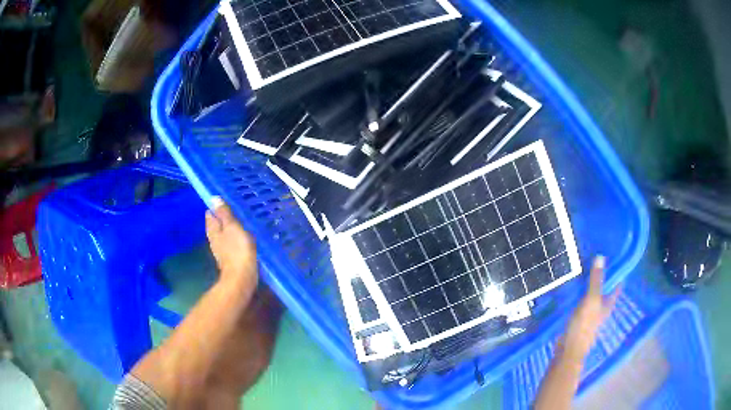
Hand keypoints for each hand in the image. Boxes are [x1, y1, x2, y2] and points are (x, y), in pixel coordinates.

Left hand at [206, 197, 257, 290]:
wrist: (241, 277)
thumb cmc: (237, 250)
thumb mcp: (232, 227)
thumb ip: (224, 214)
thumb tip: (213, 198)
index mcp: (213, 230)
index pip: (210, 214)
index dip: (216, 207)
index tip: (225, 200)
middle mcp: (214, 239)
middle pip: (216, 225)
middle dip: (222, 218)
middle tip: (234, 210)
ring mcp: (221, 250)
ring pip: (223, 234)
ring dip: (229, 229)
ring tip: (240, 222)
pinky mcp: (230, 258)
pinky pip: (230, 244)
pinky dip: (234, 239)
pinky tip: (243, 238)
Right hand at [561, 256, 619, 361]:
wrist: (569, 350)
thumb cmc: (583, 326)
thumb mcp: (591, 300)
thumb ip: (595, 280)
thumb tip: (601, 257)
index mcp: (608, 304)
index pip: (617, 285)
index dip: (618, 272)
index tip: (614, 257)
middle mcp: (602, 308)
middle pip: (606, 290)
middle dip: (604, 277)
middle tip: (597, 259)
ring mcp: (591, 315)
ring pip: (594, 296)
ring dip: (591, 285)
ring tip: (584, 270)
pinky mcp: (580, 319)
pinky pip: (583, 302)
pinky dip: (581, 294)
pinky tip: (574, 289)